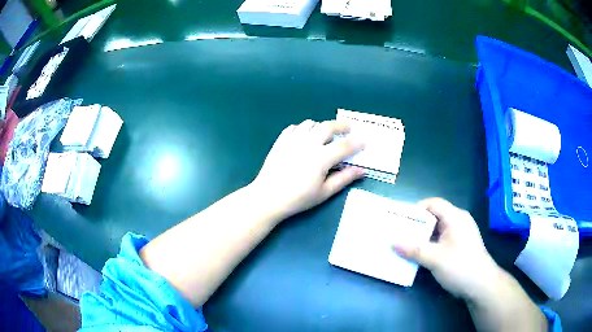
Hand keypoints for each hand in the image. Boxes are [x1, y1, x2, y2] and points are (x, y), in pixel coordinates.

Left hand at [251, 119, 364, 218]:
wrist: (267, 198)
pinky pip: (293, 127)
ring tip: (325, 133)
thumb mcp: (324, 192)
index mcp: (321, 158)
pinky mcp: (280, 141)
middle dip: (341, 125)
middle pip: (327, 126)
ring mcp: (292, 140)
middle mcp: (307, 144)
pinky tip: (304, 137)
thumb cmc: (297, 198)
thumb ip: (344, 179)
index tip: (364, 141)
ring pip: (310, 124)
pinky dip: (302, 128)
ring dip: (321, 126)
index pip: (344, 146)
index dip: (356, 143)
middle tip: (348, 128)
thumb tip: (362, 170)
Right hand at [393, 198, 501, 301]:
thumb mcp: (435, 259)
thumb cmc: (460, 266)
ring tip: (406, 244)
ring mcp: (460, 234)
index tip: (401, 220)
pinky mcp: (460, 245)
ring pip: (438, 229)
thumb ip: (414, 250)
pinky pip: (442, 239)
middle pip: (435, 216)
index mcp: (455, 217)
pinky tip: (420, 254)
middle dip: (417, 224)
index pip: (433, 203)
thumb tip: (393, 243)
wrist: (481, 284)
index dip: (416, 209)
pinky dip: (430, 244)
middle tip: (400, 233)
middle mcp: (458, 221)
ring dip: (422, 236)